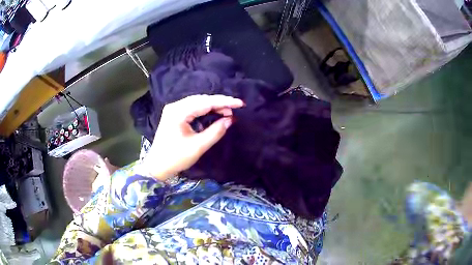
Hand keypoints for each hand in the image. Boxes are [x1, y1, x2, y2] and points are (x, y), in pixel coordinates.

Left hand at [142, 94, 243, 179]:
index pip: (206, 102)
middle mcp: (175, 106)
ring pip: (198, 103)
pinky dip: (205, 110)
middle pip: (201, 99)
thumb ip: (215, 132)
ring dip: (213, 106)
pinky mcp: (175, 115)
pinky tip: (214, 113)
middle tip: (235, 109)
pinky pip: (193, 108)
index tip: (240, 103)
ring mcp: (174, 110)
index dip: (224, 102)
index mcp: (179, 112)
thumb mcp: (198, 146)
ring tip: (227, 112)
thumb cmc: (176, 158)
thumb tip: (230, 120)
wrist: (157, 166)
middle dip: (219, 103)